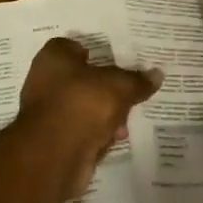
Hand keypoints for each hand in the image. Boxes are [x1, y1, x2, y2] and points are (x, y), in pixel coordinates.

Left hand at [15, 37, 161, 197]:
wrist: (55, 155)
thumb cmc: (83, 103)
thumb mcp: (119, 87)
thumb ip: (137, 80)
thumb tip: (157, 74)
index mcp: (54, 58)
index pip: (72, 47)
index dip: (94, 52)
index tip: (116, 60)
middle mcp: (44, 81)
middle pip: (81, 79)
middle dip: (105, 88)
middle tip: (130, 90)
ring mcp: (48, 113)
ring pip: (82, 107)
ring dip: (104, 114)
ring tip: (128, 119)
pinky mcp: (53, 141)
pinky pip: (81, 131)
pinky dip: (96, 134)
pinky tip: (116, 138)